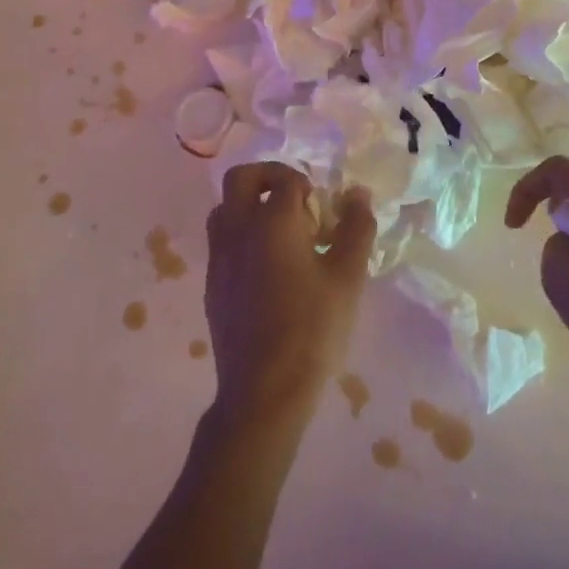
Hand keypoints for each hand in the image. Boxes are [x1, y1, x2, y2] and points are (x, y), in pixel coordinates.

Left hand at [205, 163, 375, 429]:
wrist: (264, 392)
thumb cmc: (312, 329)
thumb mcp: (348, 276)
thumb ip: (355, 227)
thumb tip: (357, 193)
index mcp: (271, 222)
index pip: (287, 181)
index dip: (310, 187)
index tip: (327, 211)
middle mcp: (237, 230)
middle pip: (241, 178)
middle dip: (269, 177)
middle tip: (297, 199)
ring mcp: (218, 258)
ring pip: (225, 208)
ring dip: (251, 205)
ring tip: (283, 233)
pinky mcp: (211, 284)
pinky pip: (222, 241)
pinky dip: (242, 235)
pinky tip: (269, 268)